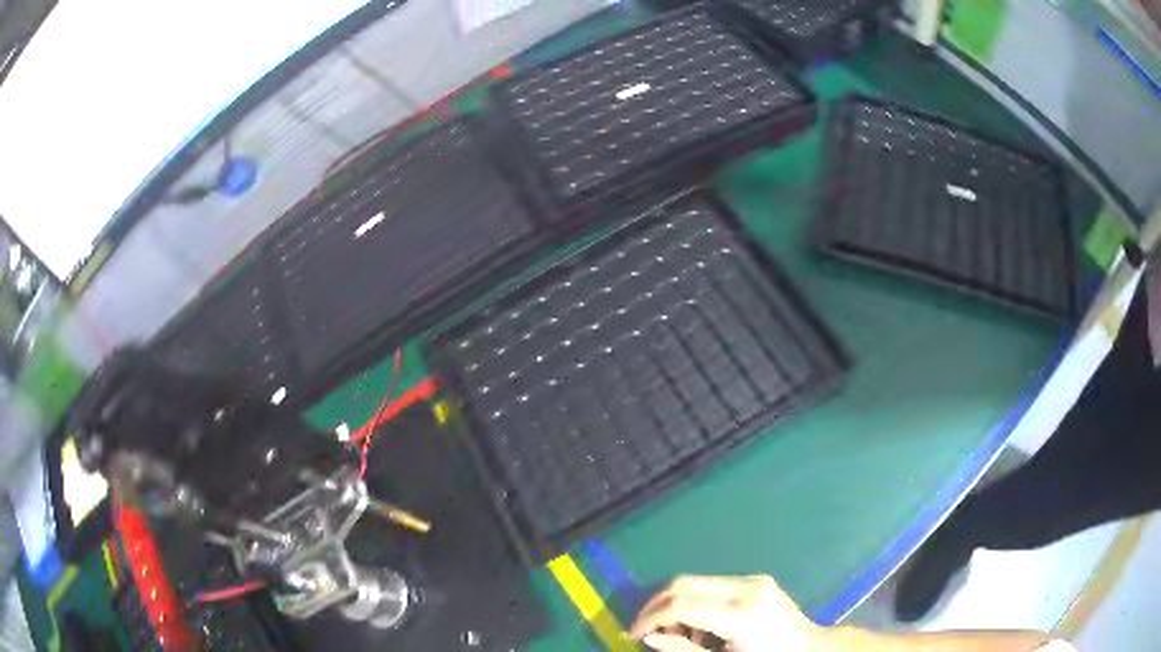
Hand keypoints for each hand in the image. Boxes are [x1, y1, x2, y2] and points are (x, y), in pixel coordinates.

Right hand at [630, 574, 826, 651]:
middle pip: (684, 583)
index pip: (681, 606)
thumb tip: (649, 638)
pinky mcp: (757, 580)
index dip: (650, 619)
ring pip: (695, 582)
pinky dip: (696, 604)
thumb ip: (684, 651)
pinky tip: (702, 628)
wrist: (811, 649)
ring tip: (681, 636)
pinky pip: (713, 586)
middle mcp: (747, 588)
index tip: (633, 635)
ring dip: (677, 606)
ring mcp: (754, 580)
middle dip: (657, 606)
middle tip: (645, 630)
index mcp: (742, 614)